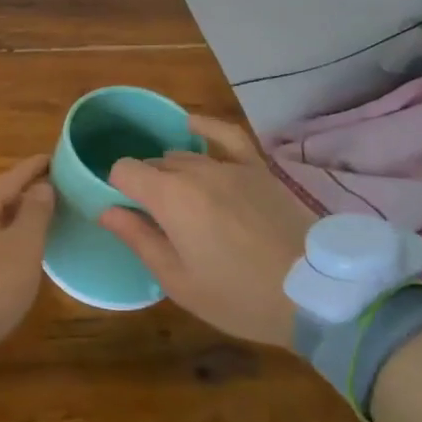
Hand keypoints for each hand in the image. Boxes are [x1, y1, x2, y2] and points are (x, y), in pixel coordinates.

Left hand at [0, 155, 54, 350]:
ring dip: (6, 223)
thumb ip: (35, 214)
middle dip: (20, 197)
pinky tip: (4, 260)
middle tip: (47, 197)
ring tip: (29, 229)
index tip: (53, 159)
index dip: (34, 169)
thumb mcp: (23, 248)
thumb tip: (41, 186)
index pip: (11, 177)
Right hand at [100, 117, 314, 348]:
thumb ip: (139, 239)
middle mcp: (194, 169)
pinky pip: (225, 134)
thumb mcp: (179, 281)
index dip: (118, 190)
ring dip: (173, 173)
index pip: (124, 171)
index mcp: (169, 197)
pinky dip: (205, 126)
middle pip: (153, 164)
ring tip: (182, 204)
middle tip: (157, 223)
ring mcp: (229, 165)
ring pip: (183, 155)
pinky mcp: (257, 167)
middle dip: (146, 186)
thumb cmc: (240, 296)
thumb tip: (106, 211)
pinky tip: (191, 125)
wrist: (316, 293)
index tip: (128, 216)